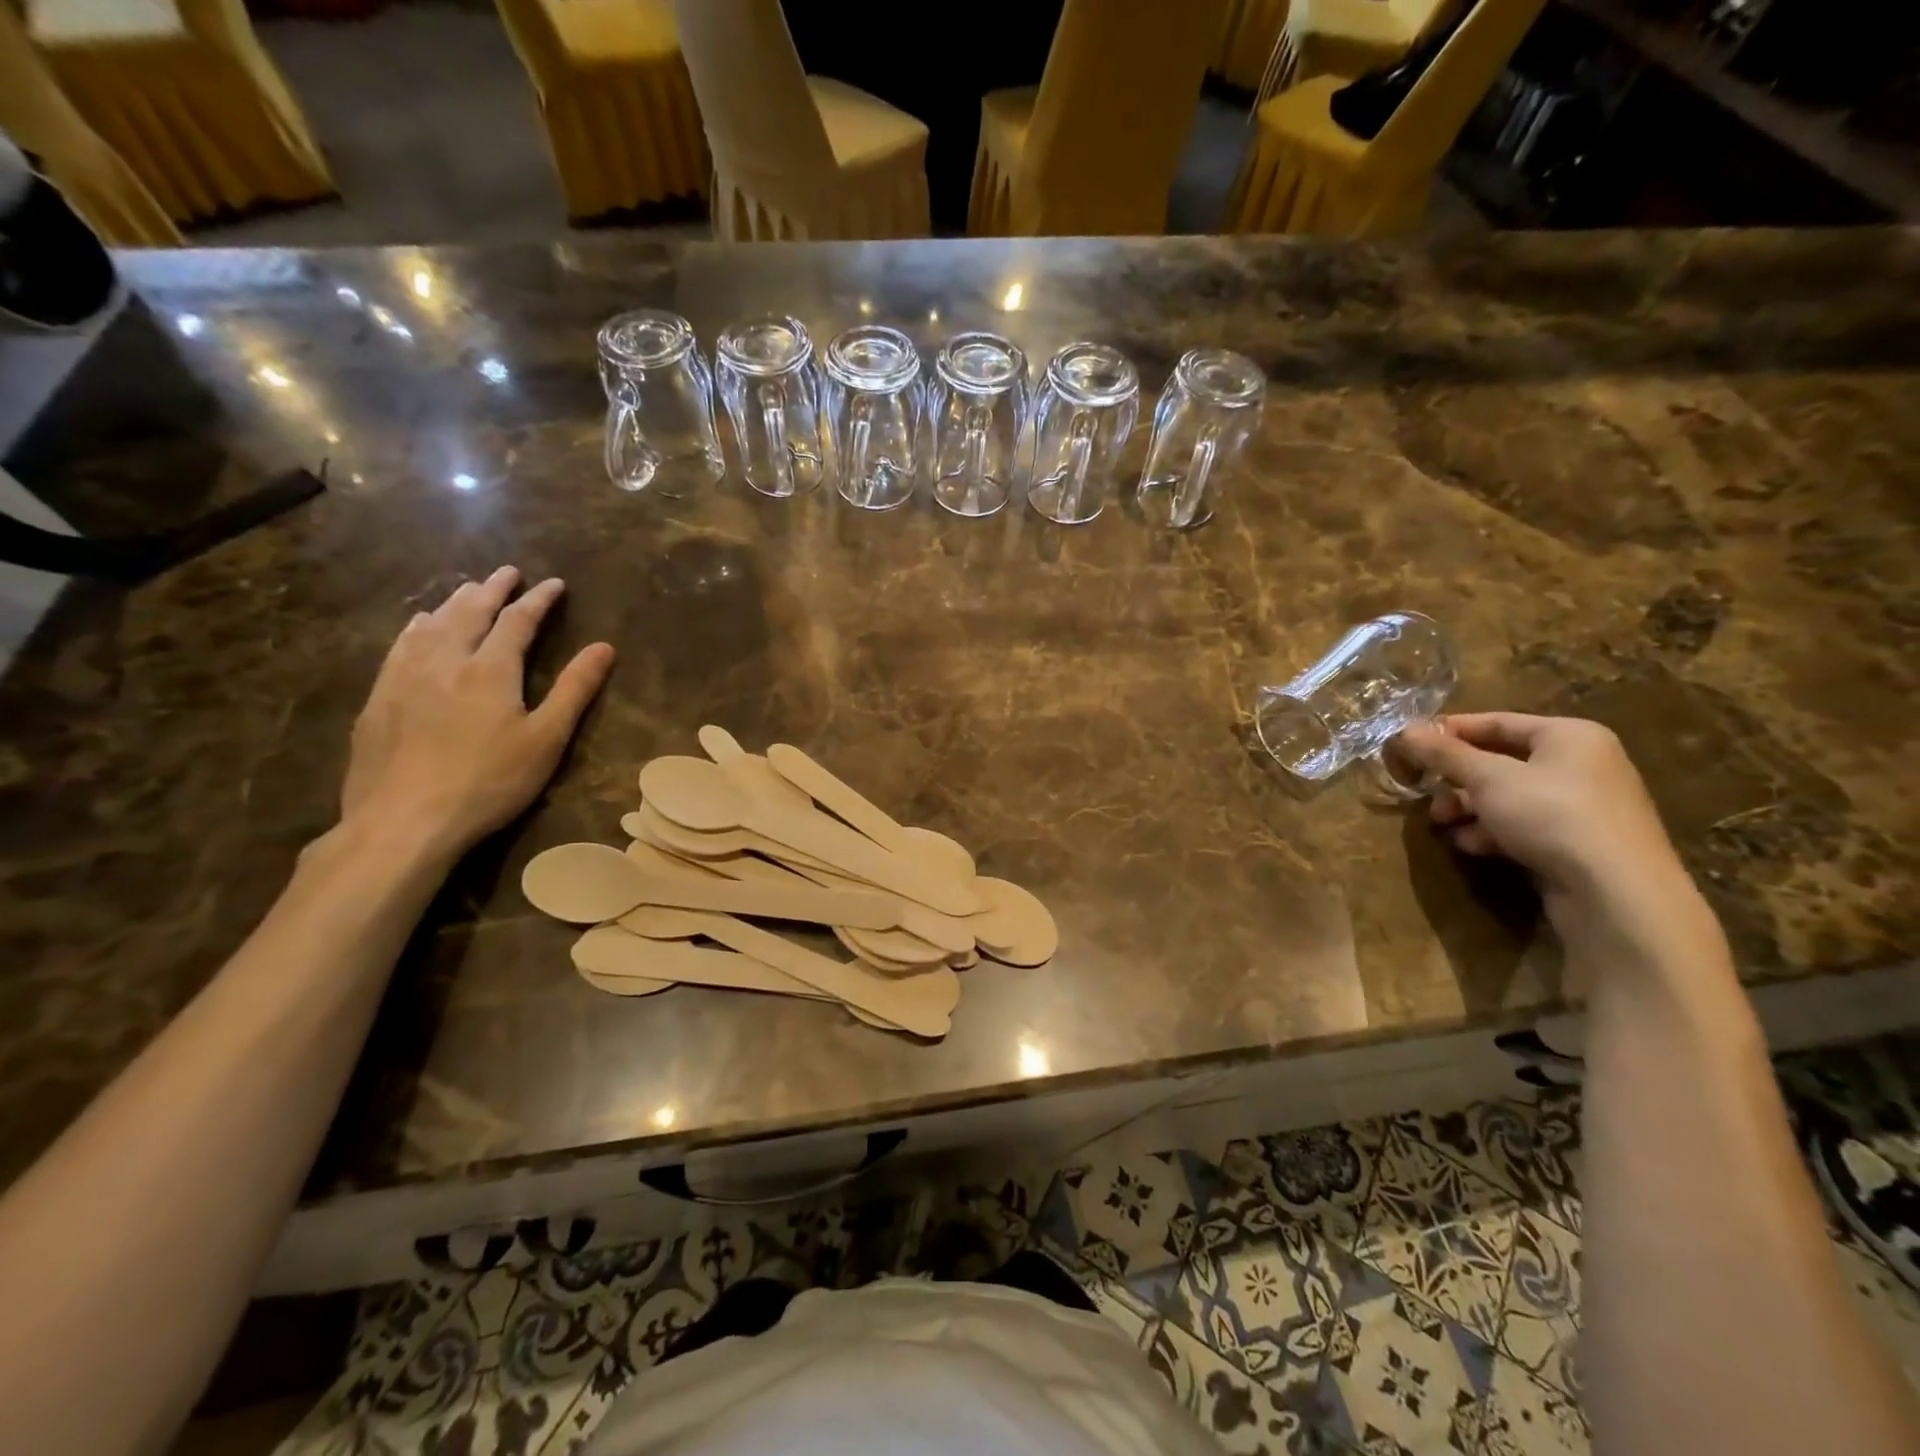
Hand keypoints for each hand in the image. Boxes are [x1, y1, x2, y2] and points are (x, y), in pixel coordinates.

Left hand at [340, 567, 613, 861]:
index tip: (555, 584)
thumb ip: (575, 690)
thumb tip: (604, 647)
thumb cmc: (489, 781)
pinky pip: (400, 646)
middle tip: (507, 572)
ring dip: (454, 602)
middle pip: (469, 612)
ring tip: (467, 589)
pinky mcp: (378, 698)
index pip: (518, 621)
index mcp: (490, 670)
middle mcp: (445, 661)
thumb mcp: (546, 739)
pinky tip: (418, 626)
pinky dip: (417, 626)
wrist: (404, 820)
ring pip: (431, 624)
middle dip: (492, 589)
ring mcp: (404, 677)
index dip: (538, 600)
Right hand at [1394, 713, 1711, 961]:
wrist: (1615, 892)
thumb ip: (1445, 754)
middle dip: (1456, 778)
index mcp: (1569, 736)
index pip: (1496, 722)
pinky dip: (1493, 832)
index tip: (1409, 746)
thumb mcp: (1487, 778)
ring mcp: (1583, 806)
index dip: (1449, 732)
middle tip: (1425, 794)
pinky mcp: (1578, 843)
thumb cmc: (1551, 815)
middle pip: (1500, 761)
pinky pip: (1524, 825)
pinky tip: (1474, 845)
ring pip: (1508, 796)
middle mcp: (1581, 764)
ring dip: (1469, 808)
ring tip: (1444, 824)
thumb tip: (1404, 731)